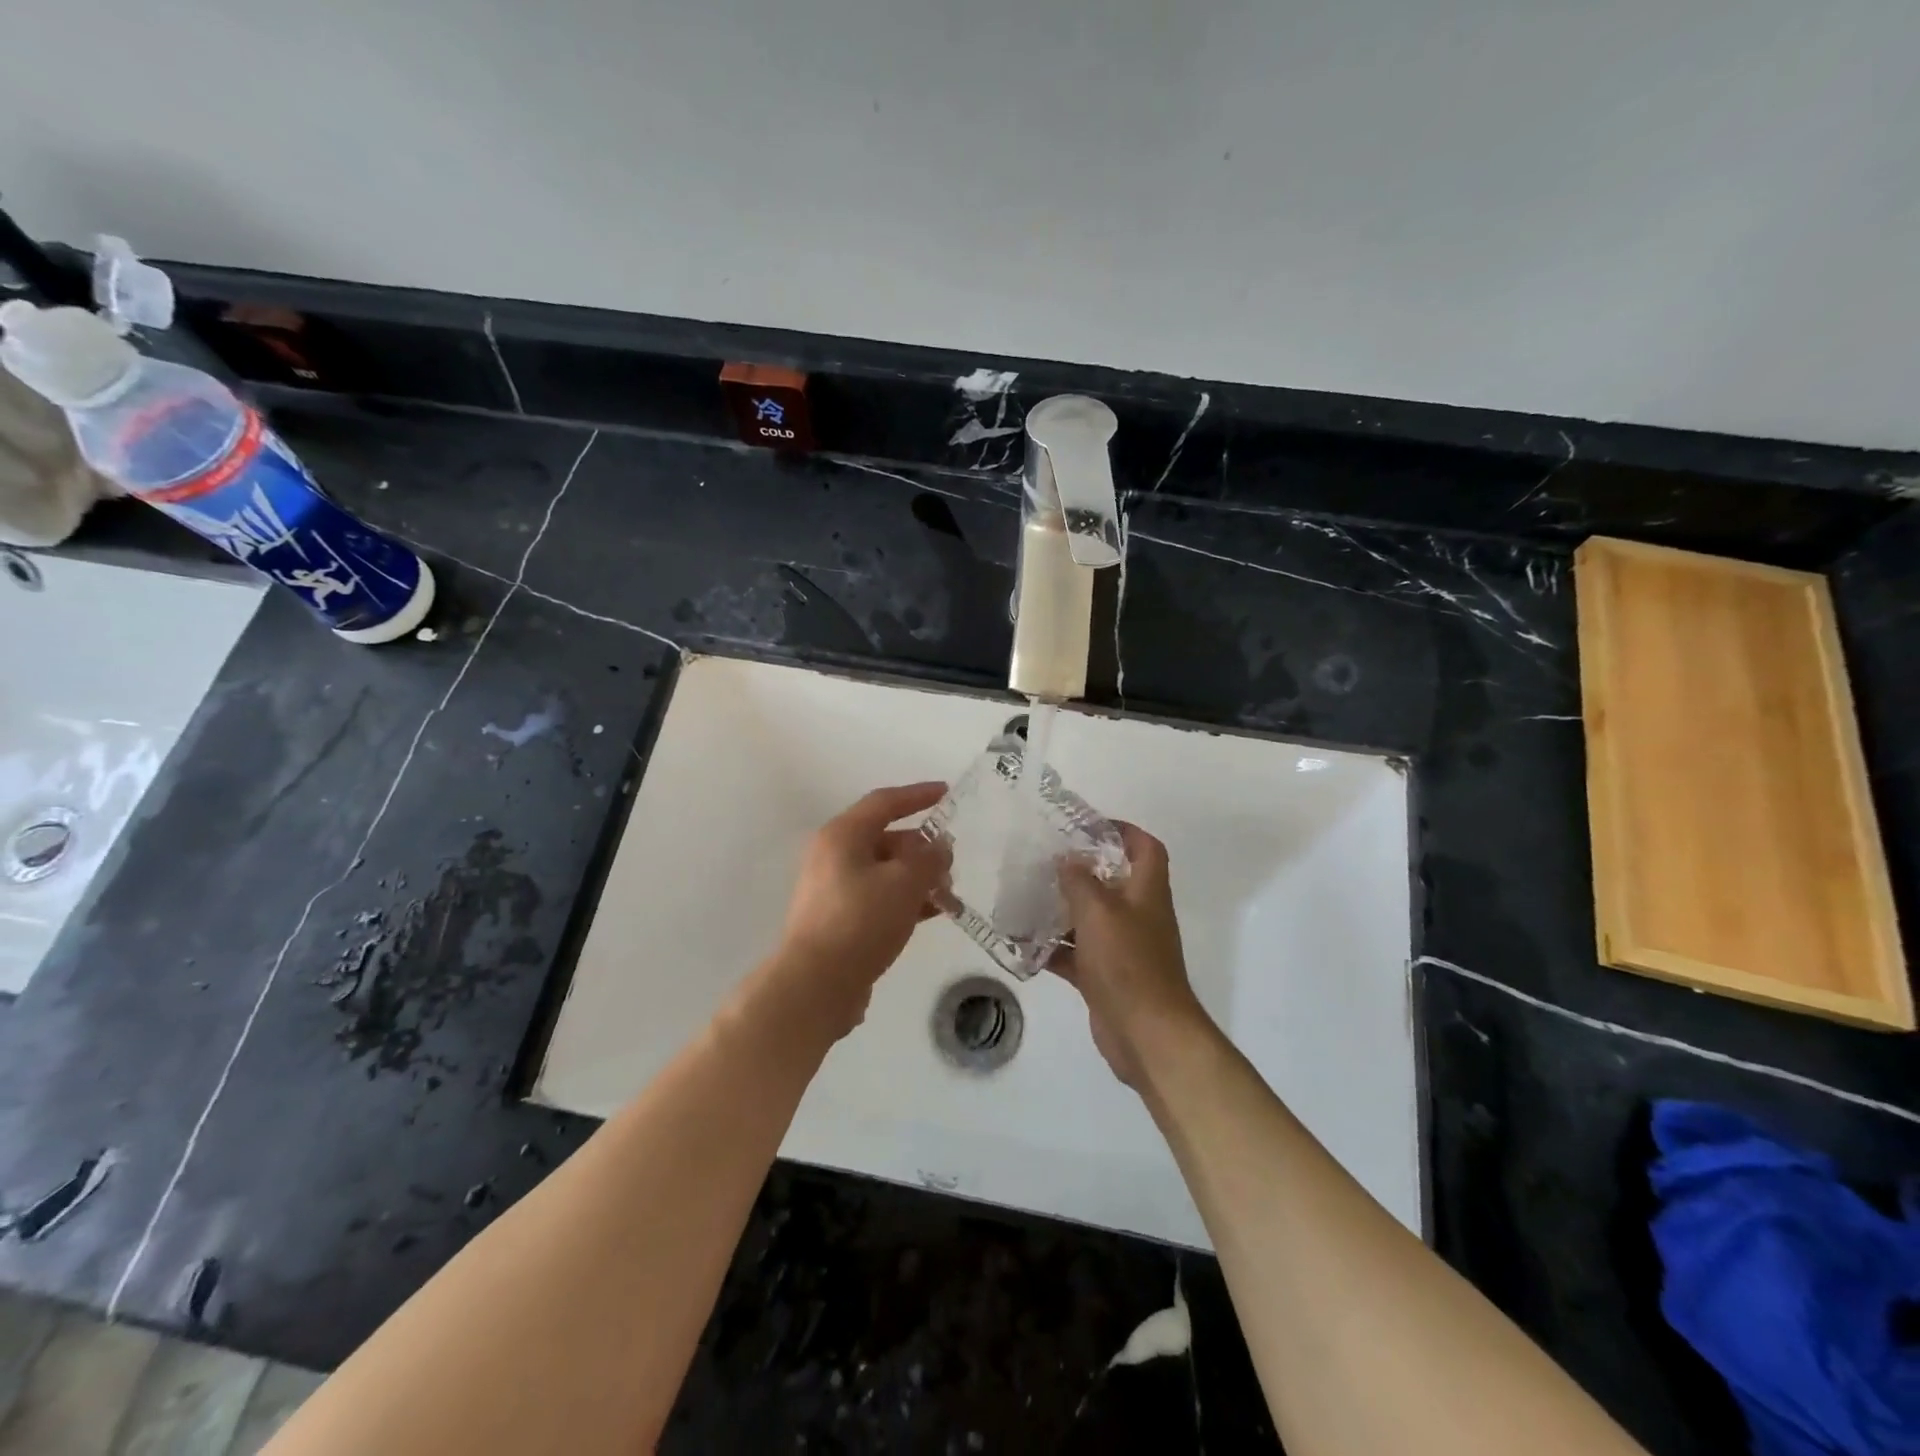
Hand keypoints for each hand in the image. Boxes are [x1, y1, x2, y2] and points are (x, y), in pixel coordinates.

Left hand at [765, 782, 951, 1038]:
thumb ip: (929, 858)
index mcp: (843, 835)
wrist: (816, 984)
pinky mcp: (839, 919)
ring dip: (919, 878)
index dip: (918, 795)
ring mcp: (834, 889)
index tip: (947, 793)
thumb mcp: (905, 883)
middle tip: (953, 865)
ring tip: (950, 896)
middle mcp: (834, 856)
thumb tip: (940, 847)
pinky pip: (879, 897)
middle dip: (924, 849)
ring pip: (885, 871)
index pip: (885, 802)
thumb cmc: (860, 921)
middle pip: (886, 839)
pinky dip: (906, 900)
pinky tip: (933, 914)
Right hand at [1051, 824, 1208, 1088]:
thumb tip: (1067, 859)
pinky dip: (1054, 949)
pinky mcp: (1106, 977)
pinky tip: (1023, 944)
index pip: (1145, 848)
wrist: (1146, 1034)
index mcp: (1147, 891)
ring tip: (1026, 897)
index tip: (1088, 826)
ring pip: (1090, 919)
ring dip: (1063, 910)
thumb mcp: (1099, 911)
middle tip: (1045, 860)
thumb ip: (1080, 881)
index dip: (1124, 831)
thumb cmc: (1127, 962)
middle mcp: (1138, 915)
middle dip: (1082, 870)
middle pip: (1113, 882)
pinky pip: (1077, 954)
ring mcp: (1123, 948)